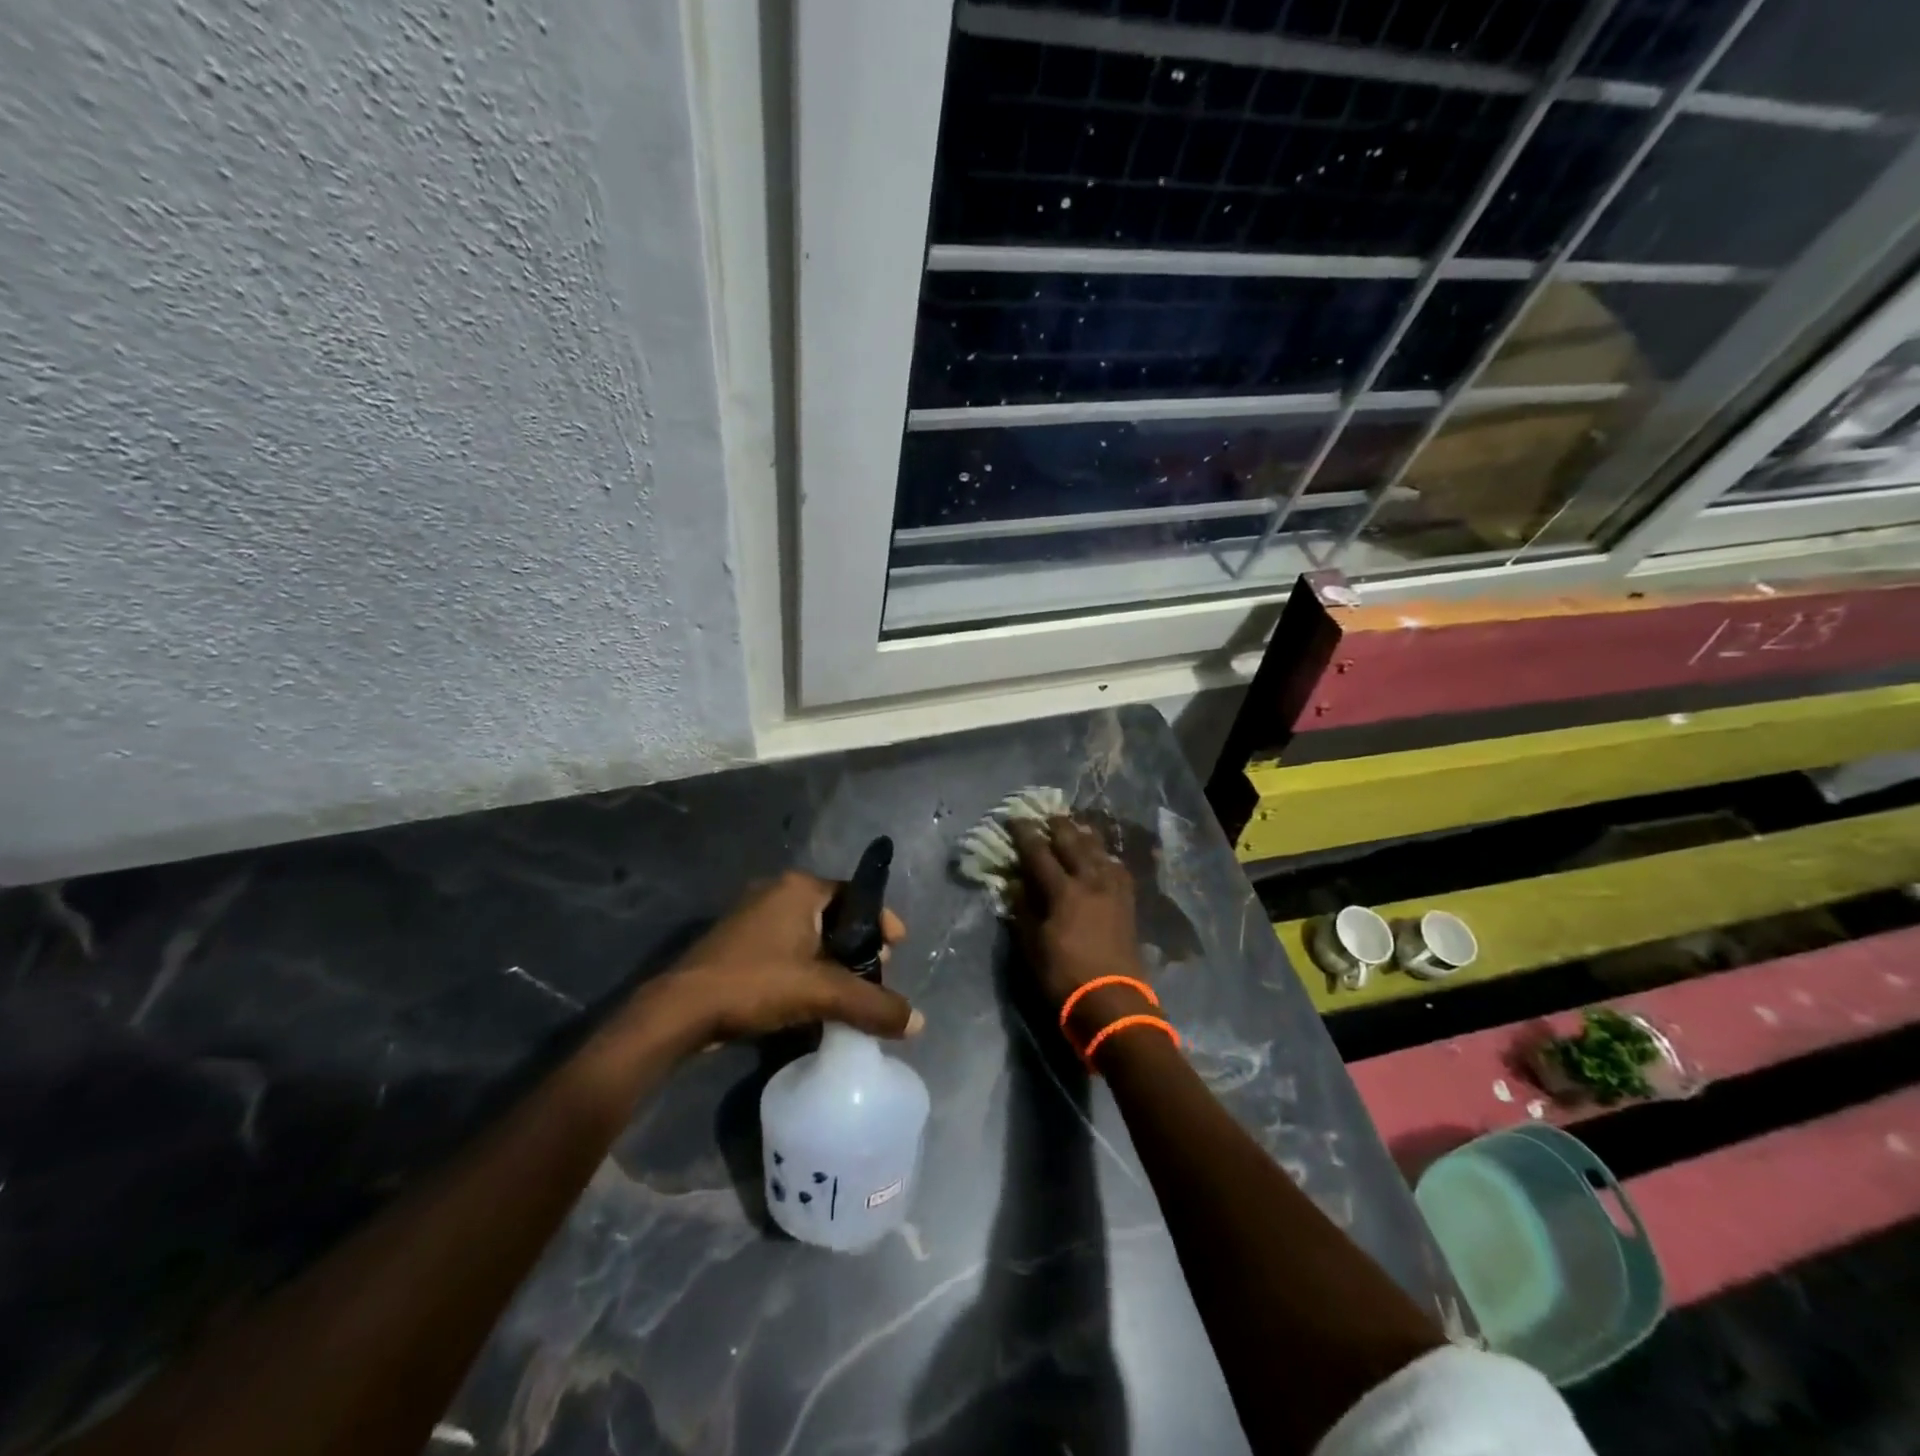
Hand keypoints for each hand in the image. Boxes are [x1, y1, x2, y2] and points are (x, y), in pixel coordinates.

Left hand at [656, 872, 921, 1045]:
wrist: (680, 1011)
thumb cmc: (756, 984)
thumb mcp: (821, 993)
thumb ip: (871, 1005)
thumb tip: (917, 1023)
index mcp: (798, 888)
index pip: (855, 895)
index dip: (881, 922)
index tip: (897, 949)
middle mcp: (776, 892)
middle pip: (834, 915)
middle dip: (858, 945)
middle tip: (874, 974)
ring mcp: (751, 915)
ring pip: (809, 933)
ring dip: (831, 960)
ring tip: (847, 991)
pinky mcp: (736, 942)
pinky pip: (786, 947)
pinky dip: (805, 967)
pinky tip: (812, 997)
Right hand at [1008, 817, 1153, 1041]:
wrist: (1113, 1001)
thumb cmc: (1065, 976)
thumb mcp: (1032, 945)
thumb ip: (1023, 910)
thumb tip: (1015, 883)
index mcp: (1063, 891)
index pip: (1039, 853)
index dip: (1025, 834)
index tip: (1015, 818)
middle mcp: (1090, 881)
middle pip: (1073, 842)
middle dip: (1058, 826)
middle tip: (1047, 816)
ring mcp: (1113, 890)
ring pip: (1099, 850)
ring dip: (1084, 835)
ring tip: (1075, 827)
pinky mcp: (1128, 902)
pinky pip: (1117, 868)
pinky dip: (1106, 857)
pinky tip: (1103, 857)